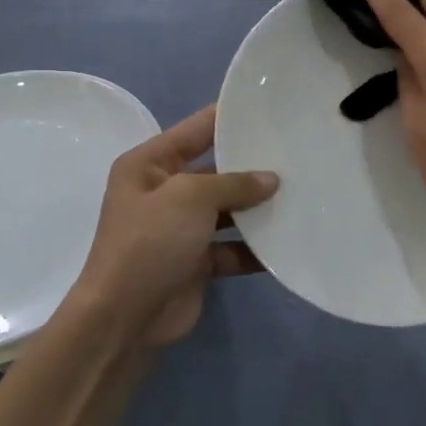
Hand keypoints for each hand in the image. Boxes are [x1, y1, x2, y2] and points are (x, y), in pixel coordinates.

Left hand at [70, 105, 277, 348]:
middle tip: (298, 153)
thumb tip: (271, 180)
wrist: (125, 319)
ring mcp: (180, 228)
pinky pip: (232, 246)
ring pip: (228, 209)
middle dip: (253, 165)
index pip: (197, 128)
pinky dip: (254, 247)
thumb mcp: (191, 196)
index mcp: (150, 164)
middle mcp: (164, 191)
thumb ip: (234, 182)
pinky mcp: (196, 261)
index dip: (231, 116)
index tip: (272, 107)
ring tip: (301, 195)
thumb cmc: (151, 242)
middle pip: (216, 169)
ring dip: (258, 208)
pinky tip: (288, 240)